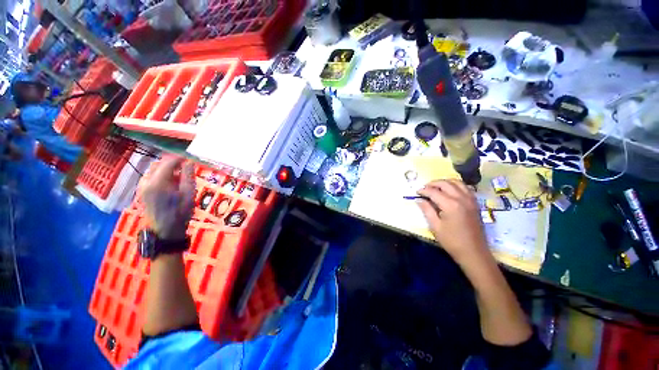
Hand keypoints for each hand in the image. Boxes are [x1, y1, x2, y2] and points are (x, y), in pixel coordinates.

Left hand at [141, 157, 194, 239]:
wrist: (165, 231)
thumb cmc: (180, 212)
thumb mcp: (189, 194)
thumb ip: (188, 176)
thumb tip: (189, 162)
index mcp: (158, 182)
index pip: (168, 162)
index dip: (180, 158)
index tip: (190, 158)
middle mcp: (146, 181)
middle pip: (159, 164)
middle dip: (172, 162)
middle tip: (186, 166)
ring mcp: (142, 186)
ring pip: (154, 170)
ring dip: (167, 169)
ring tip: (179, 175)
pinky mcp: (142, 191)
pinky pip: (151, 177)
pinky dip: (161, 175)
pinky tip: (170, 183)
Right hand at [416, 179, 488, 263]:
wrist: (474, 252)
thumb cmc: (452, 241)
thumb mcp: (435, 226)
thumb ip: (426, 210)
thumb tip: (419, 199)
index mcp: (450, 205)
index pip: (434, 191)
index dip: (423, 190)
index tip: (416, 192)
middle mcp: (462, 198)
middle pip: (446, 183)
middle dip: (433, 183)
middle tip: (424, 188)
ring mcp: (470, 200)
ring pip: (457, 182)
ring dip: (445, 182)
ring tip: (436, 187)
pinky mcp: (475, 203)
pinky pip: (466, 188)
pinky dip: (456, 185)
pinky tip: (450, 191)